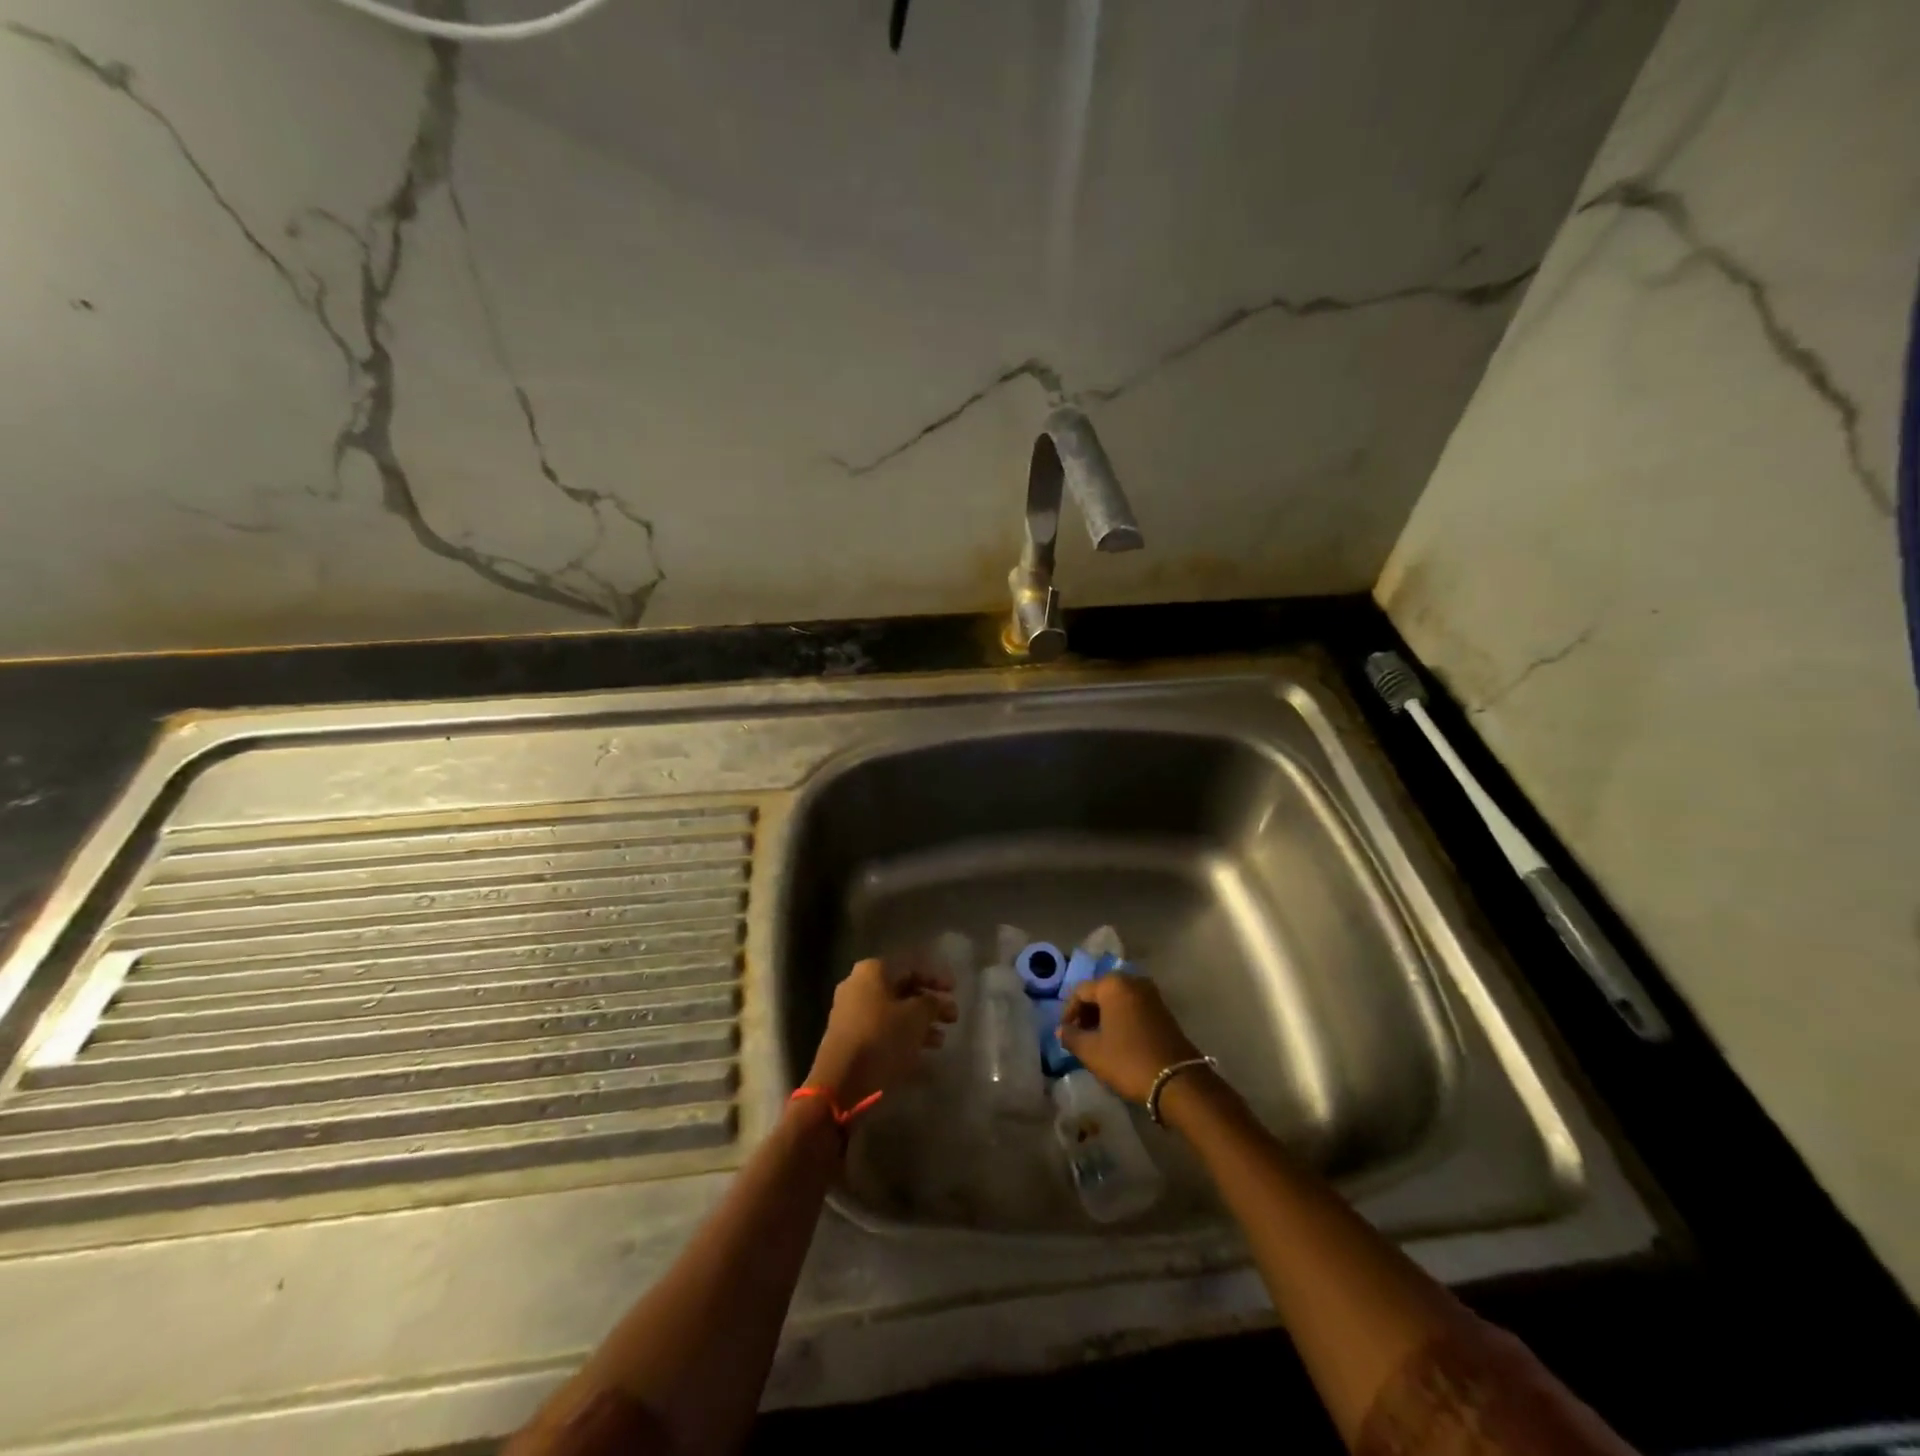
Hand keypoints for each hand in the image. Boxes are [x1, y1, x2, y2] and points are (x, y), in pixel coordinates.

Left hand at [805, 956, 956, 1107]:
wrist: (841, 1081)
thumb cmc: (882, 1037)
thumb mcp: (916, 1017)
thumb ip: (932, 1003)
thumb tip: (937, 1001)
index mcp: (872, 971)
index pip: (910, 968)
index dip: (936, 979)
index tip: (955, 991)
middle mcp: (858, 987)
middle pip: (902, 991)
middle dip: (929, 1005)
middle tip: (952, 1018)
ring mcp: (851, 1014)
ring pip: (893, 1014)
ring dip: (919, 1025)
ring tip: (940, 1041)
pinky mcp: (850, 1040)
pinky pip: (883, 1033)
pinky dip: (902, 1040)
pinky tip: (922, 1056)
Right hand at [1057, 974, 1201, 1103]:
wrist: (1177, 1081)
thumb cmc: (1128, 1060)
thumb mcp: (1092, 1052)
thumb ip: (1072, 1037)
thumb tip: (1062, 1030)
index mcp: (1113, 985)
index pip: (1080, 991)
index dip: (1068, 1012)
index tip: (1065, 1033)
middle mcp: (1133, 981)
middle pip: (1100, 991)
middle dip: (1087, 1012)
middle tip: (1079, 1035)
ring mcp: (1151, 995)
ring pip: (1118, 1000)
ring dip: (1104, 1016)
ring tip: (1096, 1040)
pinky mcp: (1163, 1010)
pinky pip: (1133, 1007)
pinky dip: (1121, 1019)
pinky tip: (1117, 1040)